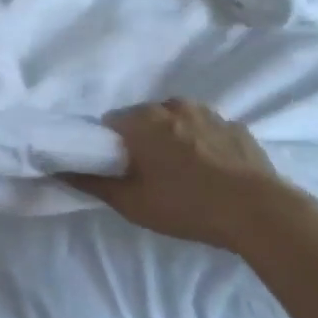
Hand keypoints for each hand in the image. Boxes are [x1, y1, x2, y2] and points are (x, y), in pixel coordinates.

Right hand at [69, 99, 302, 250]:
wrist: (259, 212)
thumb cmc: (186, 205)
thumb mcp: (132, 203)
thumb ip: (92, 183)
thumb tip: (59, 169)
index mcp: (142, 120)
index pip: (111, 123)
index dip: (110, 147)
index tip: (119, 170)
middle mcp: (172, 106)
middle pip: (144, 119)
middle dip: (142, 140)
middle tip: (149, 176)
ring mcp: (208, 113)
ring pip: (177, 121)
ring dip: (173, 139)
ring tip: (184, 174)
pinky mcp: (236, 126)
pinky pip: (207, 130)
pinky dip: (203, 144)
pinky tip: (212, 172)